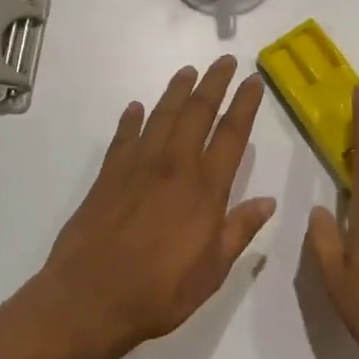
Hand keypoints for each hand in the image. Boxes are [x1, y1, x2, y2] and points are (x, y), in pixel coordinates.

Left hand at [38, 57, 274, 353]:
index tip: (252, 81)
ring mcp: (137, 166)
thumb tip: (268, 201)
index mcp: (205, 189)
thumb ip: (239, 231)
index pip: (231, 135)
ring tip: (187, 71)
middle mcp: (174, 166)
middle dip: (213, 83)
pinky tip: (136, 107)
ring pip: (161, 116)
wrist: (90, 297)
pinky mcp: (108, 175)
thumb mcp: (212, 270)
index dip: (244, 105)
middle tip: (224, 61)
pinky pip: (123, 137)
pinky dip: (131, 119)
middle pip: (197, 113)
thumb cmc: (160, 291)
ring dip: (176, 91)